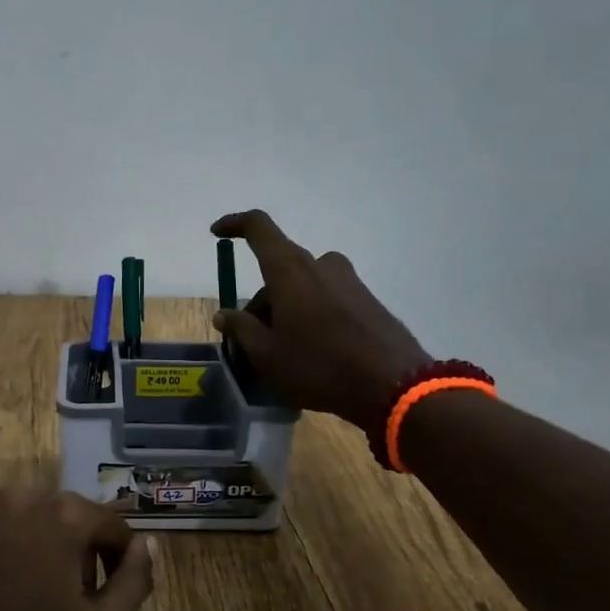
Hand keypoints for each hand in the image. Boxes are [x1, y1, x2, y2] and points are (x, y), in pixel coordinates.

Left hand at [0, 489, 156, 610]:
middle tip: (78, 601)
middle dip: (84, 551)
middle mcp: (22, 500)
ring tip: (38, 599)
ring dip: (47, 549)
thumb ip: (136, 581)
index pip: (114, 525)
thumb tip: (147, 545)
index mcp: (63, 516)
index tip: (113, 597)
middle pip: (72, 517)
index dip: (122, 561)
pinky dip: (10, 554)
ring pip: (33, 522)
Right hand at [211, 209, 429, 432]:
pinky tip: (313, 353)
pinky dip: (311, 316)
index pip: (258, 228)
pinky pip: (326, 298)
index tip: (217, 233)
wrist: (393, 385)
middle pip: (278, 269)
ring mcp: (349, 281)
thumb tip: (224, 314)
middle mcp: (321, 265)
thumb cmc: (318, 366)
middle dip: (260, 300)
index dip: (234, 225)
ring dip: (286, 309)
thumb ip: (241, 330)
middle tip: (252, 340)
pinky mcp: (367, 300)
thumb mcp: (267, 355)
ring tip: (284, 351)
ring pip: (303, 286)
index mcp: (290, 270)